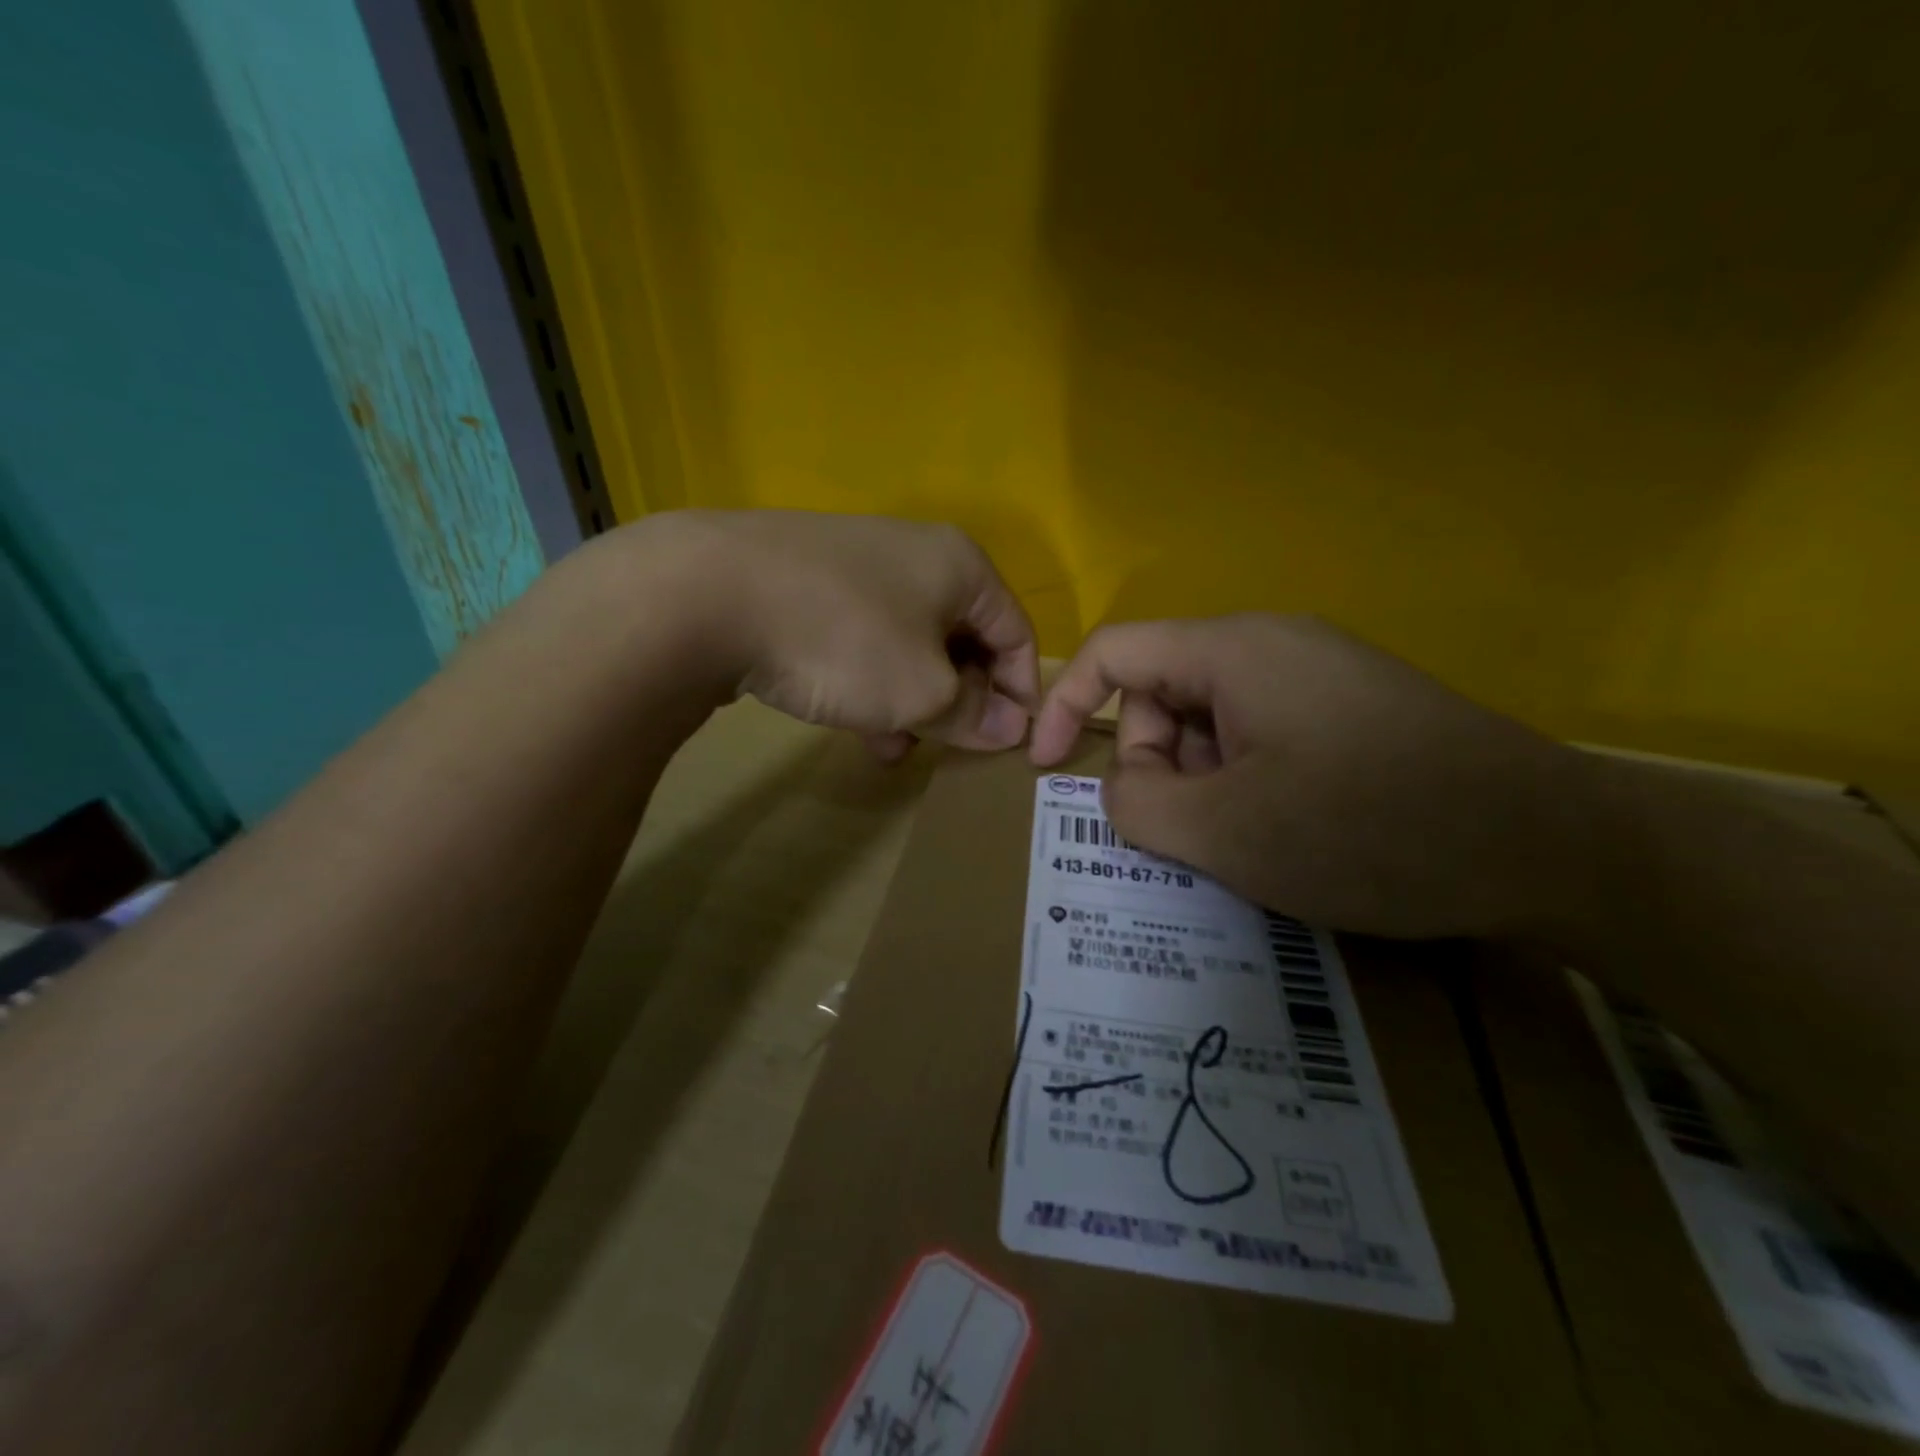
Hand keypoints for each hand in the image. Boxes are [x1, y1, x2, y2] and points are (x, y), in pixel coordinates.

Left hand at [649, 510, 1039, 755]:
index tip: (1013, 743)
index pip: (1016, 632)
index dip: (1022, 692)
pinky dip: (870, 681)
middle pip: (962, 638)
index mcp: (960, 566)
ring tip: (896, 746)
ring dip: (913, 699)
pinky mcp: (809, 583)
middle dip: (960, 700)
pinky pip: (862, 639)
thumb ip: (972, 713)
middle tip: (950, 747)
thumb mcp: (922, 691)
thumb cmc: (845, 641)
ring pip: (908, 644)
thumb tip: (1009, 728)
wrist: (709, 595)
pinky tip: (854, 721)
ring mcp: (856, 565)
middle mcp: (915, 555)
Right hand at [1029, 615, 1592, 938]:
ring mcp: (1320, 675)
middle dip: (1153, 764)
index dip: (1064, 705)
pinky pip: (1263, 735)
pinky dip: (1246, 782)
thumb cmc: (1370, 830)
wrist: (1556, 847)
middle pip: (1164, 692)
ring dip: (1203, 782)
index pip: (1114, 653)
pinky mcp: (1354, 710)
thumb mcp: (1226, 833)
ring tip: (1249, 841)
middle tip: (1189, 833)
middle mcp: (1274, 645)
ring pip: (1213, 721)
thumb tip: (1122, 788)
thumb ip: (1136, 805)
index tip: (1043, 769)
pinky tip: (1289, 831)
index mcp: (1234, 652)